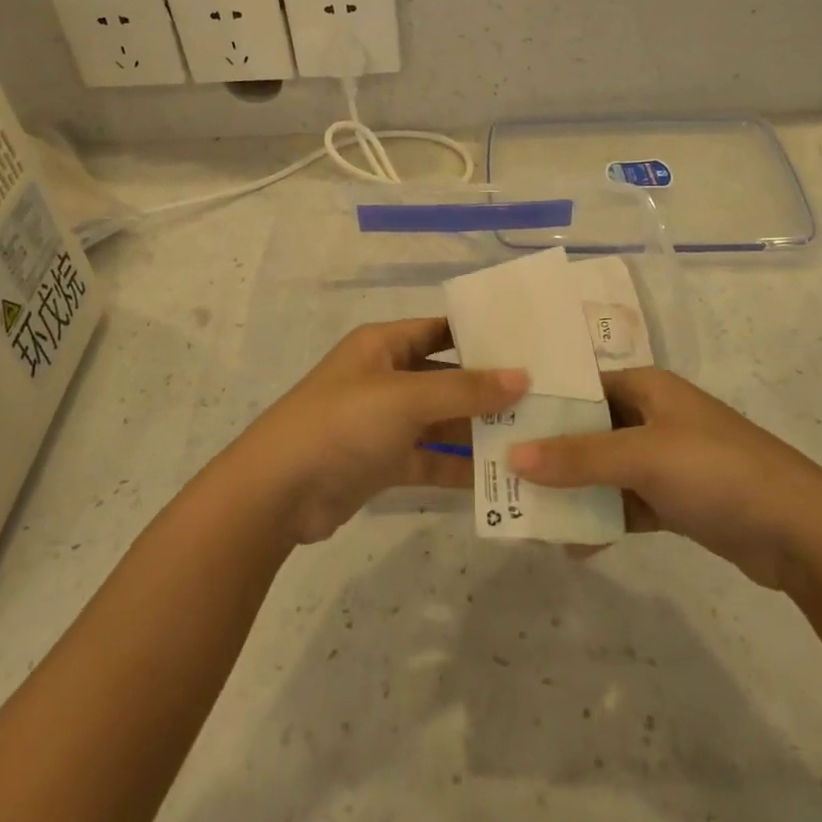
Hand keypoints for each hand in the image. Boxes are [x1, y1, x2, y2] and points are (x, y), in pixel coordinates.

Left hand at [232, 319, 527, 544]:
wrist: (277, 492)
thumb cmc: (342, 424)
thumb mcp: (406, 398)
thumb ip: (465, 389)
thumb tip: (521, 377)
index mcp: (383, 345)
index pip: (441, 329)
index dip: (481, 335)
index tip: (530, 345)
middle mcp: (385, 377)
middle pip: (446, 376)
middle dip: (488, 388)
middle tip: (544, 396)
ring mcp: (384, 422)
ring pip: (441, 420)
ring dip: (478, 430)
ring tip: (532, 438)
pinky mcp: (383, 462)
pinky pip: (430, 458)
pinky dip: (458, 465)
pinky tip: (499, 477)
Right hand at [506, 367, 821, 589]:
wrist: (801, 533)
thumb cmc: (717, 472)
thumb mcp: (643, 457)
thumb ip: (578, 456)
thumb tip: (513, 457)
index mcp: (647, 388)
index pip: (580, 387)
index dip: (541, 405)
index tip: (498, 426)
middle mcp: (653, 416)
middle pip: (588, 430)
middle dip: (550, 455)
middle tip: (504, 477)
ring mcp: (666, 460)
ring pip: (604, 470)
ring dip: (574, 491)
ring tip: (531, 514)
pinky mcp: (676, 499)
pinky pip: (625, 503)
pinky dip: (603, 519)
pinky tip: (575, 544)